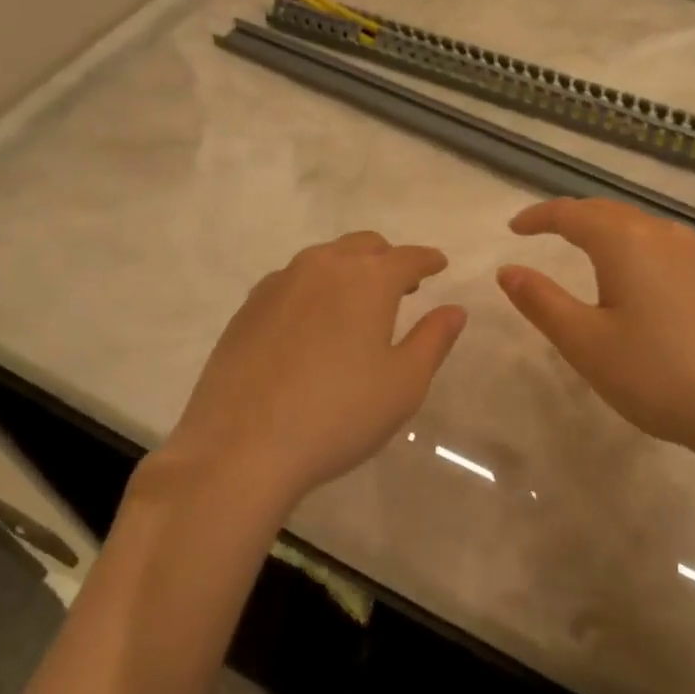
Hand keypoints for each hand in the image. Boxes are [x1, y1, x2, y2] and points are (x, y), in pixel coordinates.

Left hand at [158, 231, 467, 508]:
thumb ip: (433, 339)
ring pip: (324, 259)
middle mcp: (322, 267)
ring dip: (348, 270)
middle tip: (402, 286)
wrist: (240, 447)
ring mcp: (279, 283)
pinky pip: (292, 282)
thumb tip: (454, 310)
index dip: (428, 260)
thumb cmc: (338, 415)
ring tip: (357, 304)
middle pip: (364, 246)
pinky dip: (314, 289)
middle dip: (388, 259)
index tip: (439, 264)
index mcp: (367, 280)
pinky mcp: (248, 307)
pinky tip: (312, 324)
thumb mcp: (403, 384)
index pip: (408, 257)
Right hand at [496, 198, 694, 463]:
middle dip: (571, 218)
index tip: (515, 229)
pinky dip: (634, 247)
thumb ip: (542, 302)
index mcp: (627, 242)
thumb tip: (508, 271)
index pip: (572, 213)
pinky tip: (636, 277)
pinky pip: (663, 245)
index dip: (539, 217)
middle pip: (607, 211)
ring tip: (582, 250)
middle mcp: (664, 235)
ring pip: (639, 226)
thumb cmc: (659, 376)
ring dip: (604, 230)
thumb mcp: (586, 344)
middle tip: (542, 233)